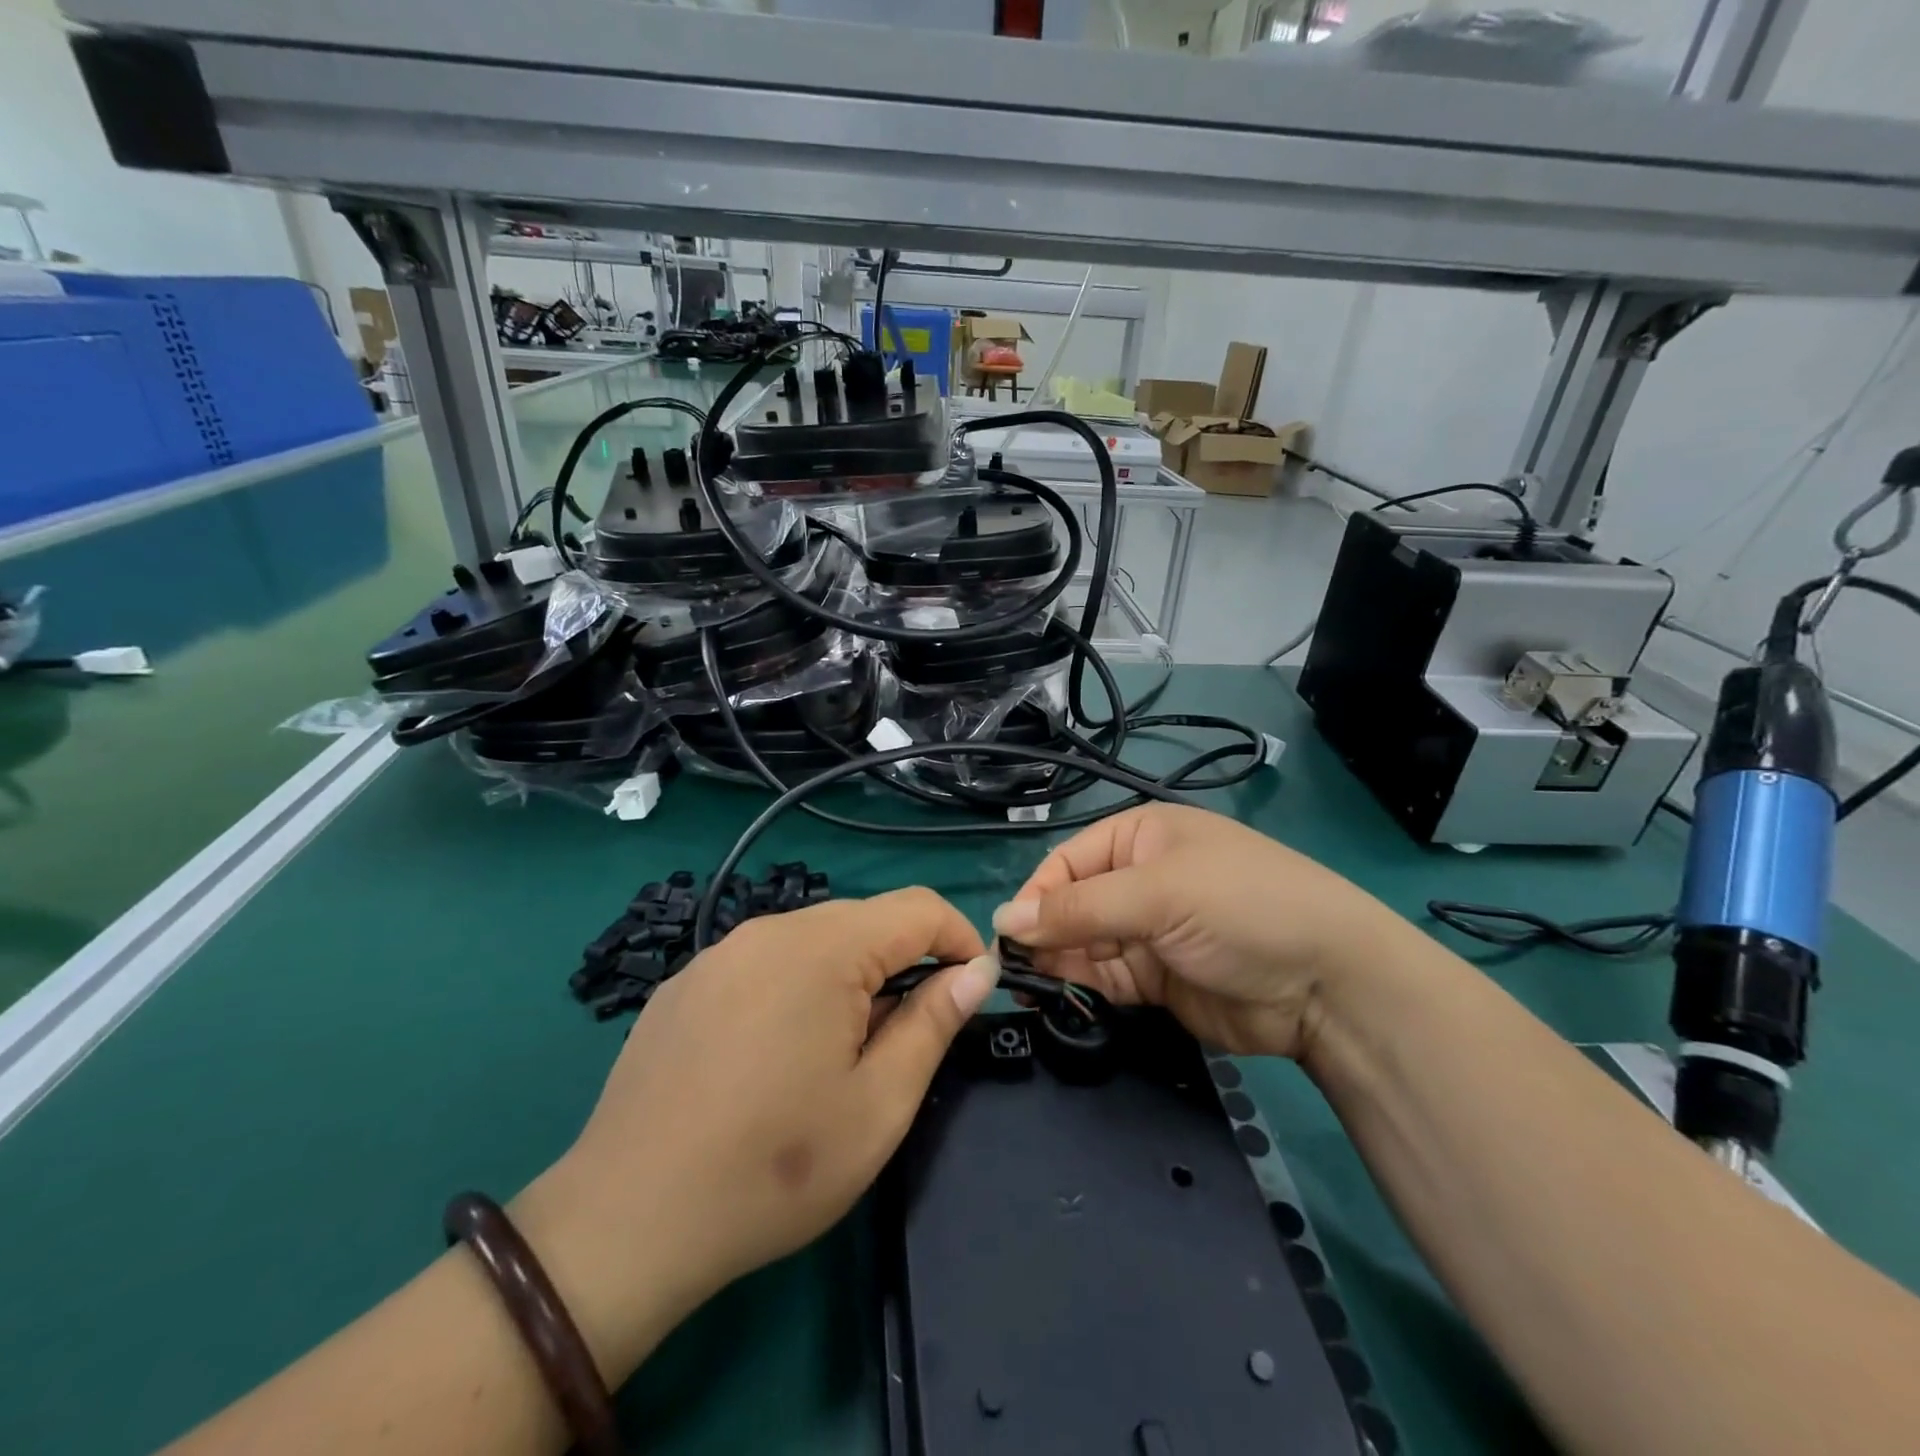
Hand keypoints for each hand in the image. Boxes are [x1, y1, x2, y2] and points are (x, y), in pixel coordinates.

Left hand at [519, 889, 994, 1374]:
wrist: (625, 1221)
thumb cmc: (773, 1168)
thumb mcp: (879, 1105)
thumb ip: (934, 1023)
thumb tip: (976, 970)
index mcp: (823, 948)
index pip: (918, 907)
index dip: (960, 938)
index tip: (973, 989)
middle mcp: (769, 929)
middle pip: (864, 920)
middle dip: (903, 963)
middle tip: (904, 1039)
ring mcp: (720, 952)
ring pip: (813, 940)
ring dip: (849, 977)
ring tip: (839, 1053)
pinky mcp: (686, 982)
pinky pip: (764, 962)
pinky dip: (796, 987)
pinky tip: (773, 1056)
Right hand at [994, 804, 1399, 1058]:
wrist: (1328, 985)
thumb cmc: (1240, 908)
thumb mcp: (1158, 894)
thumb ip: (1079, 909)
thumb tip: (1004, 920)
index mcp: (1140, 838)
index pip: (1067, 861)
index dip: (1037, 895)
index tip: (1009, 935)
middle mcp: (1139, 880)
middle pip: (1071, 904)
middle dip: (1044, 933)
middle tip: (1011, 971)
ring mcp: (1148, 932)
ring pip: (1083, 945)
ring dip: (1057, 964)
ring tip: (1028, 989)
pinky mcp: (1157, 979)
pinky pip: (1105, 979)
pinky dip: (1082, 989)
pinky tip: (1059, 1000)